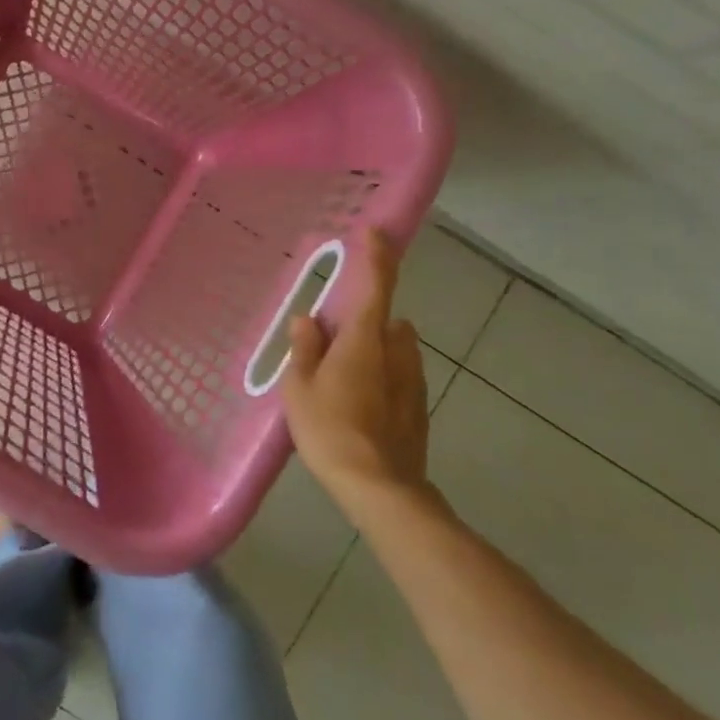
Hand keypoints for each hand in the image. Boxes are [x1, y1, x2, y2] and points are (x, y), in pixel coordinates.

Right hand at [281, 228, 434, 505]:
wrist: (381, 488)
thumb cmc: (330, 430)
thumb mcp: (300, 387)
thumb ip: (305, 348)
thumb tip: (308, 320)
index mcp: (365, 339)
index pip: (376, 284)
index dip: (376, 255)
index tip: (374, 231)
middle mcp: (397, 350)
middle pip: (384, 320)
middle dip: (363, 321)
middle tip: (329, 342)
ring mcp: (413, 380)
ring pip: (394, 349)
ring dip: (373, 350)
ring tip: (341, 379)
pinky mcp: (418, 407)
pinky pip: (398, 376)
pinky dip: (381, 378)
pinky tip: (358, 407)